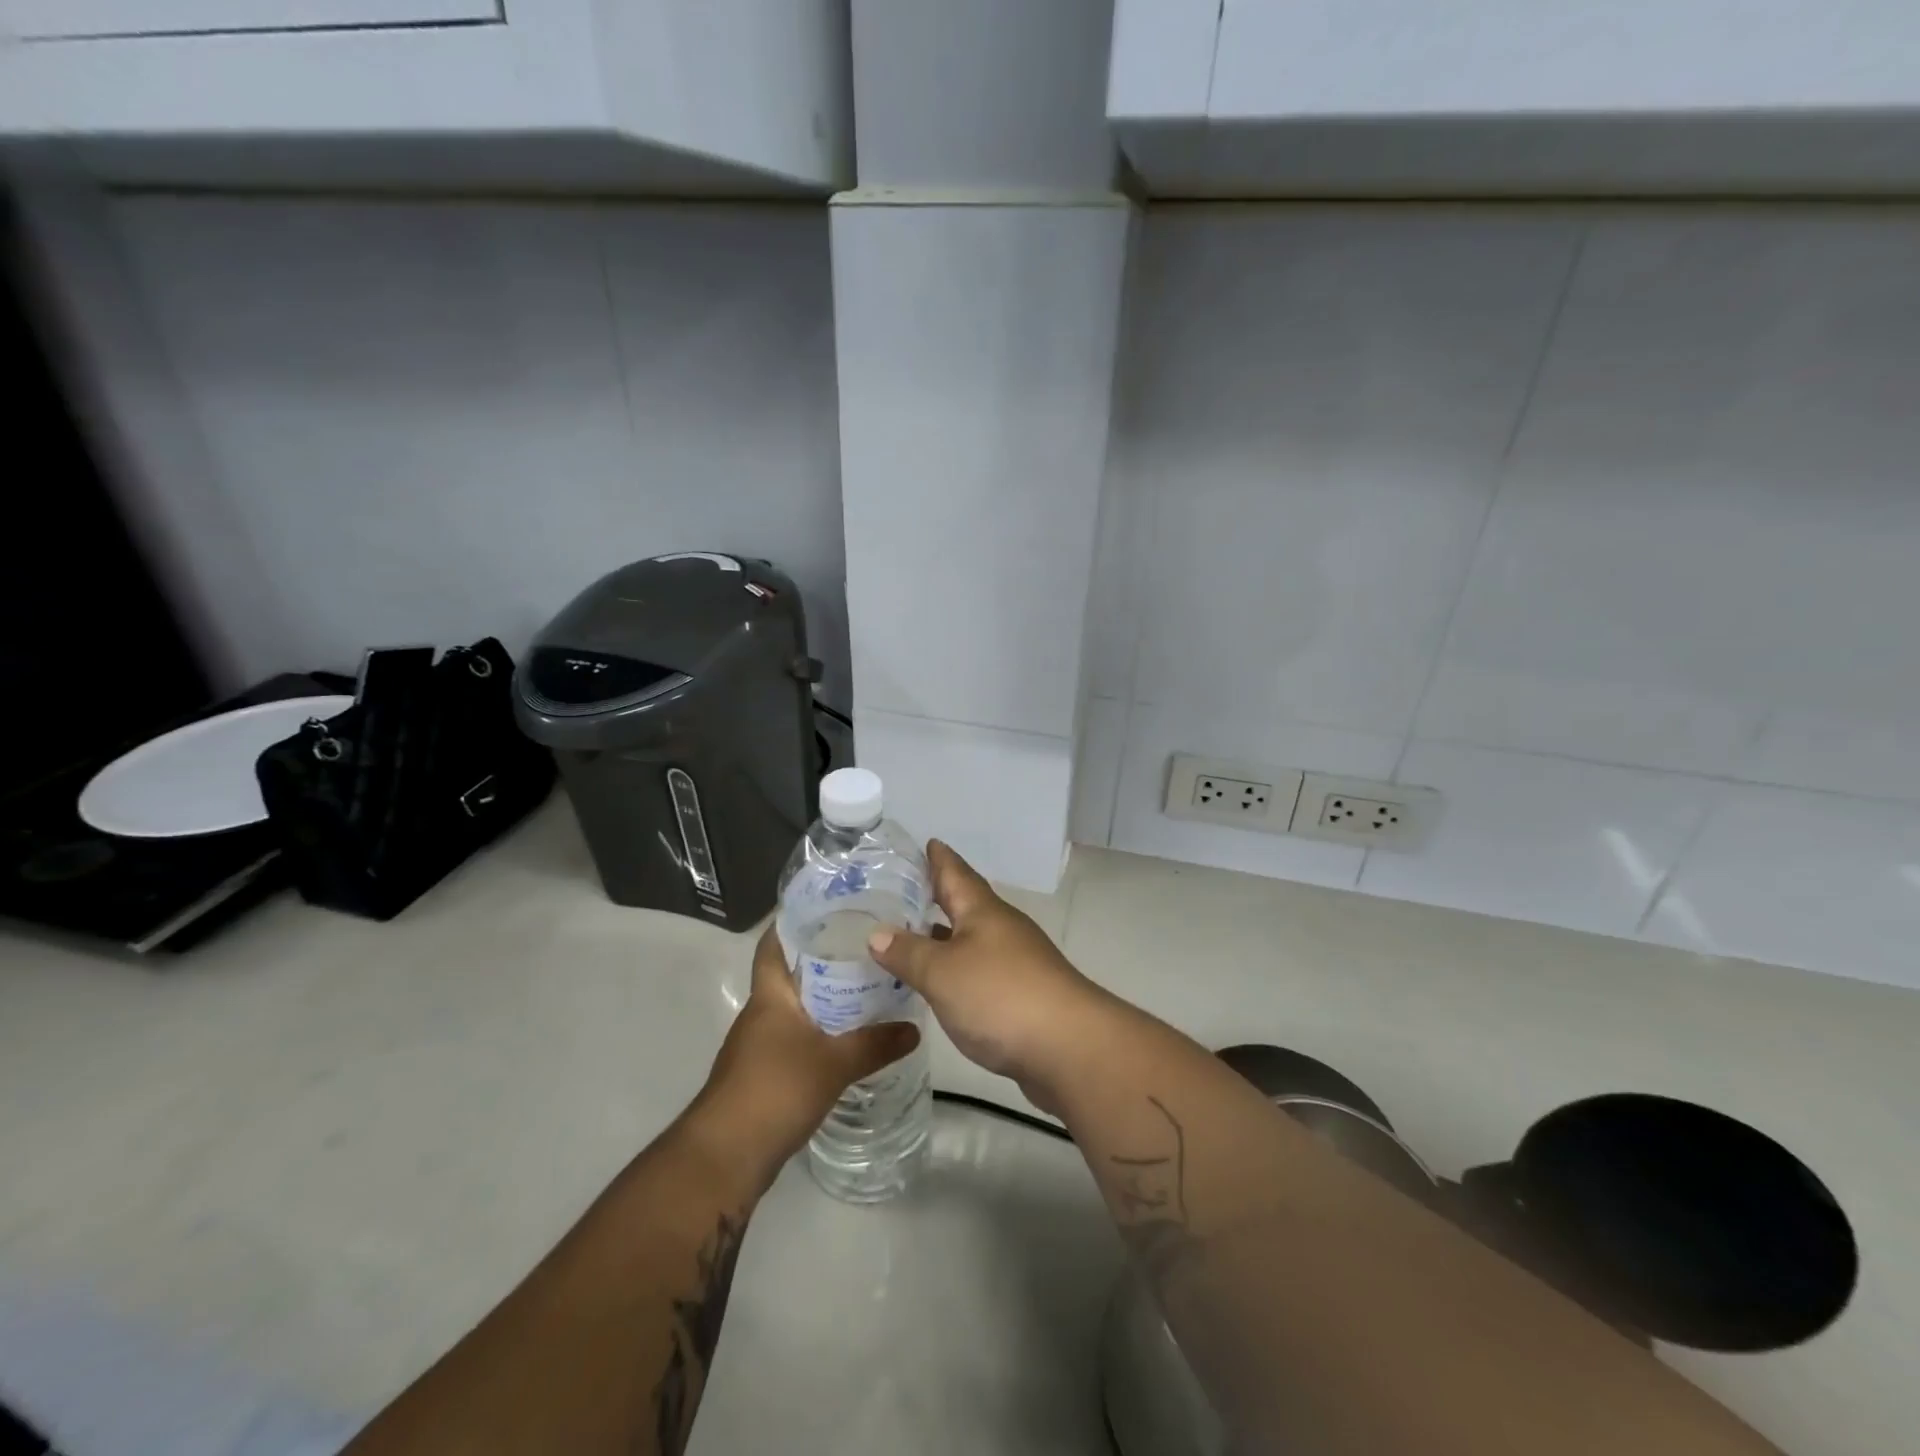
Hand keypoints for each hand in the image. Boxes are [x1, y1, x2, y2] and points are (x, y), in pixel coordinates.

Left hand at [700, 926, 919, 1178]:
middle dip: (824, 957)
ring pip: (797, 1006)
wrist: (725, 1157)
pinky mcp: (765, 1072)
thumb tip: (915, 1028)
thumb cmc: (774, 1090)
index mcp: (770, 995)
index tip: (829, 905)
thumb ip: (876, 1044)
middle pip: (792, 972)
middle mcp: (762, 1012)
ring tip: (867, 984)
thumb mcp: (834, 1064)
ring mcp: (760, 1044)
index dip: (795, 920)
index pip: (775, 944)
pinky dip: (822, 1028)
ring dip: (825, 995)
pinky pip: (798, 1036)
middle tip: (867, 943)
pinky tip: (850, 1035)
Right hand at [866, 841, 1108, 1108]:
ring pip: (971, 939)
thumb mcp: (942, 972)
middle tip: (901, 891)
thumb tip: (876, 933)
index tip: (925, 842)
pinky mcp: (1020, 995)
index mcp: (983, 911)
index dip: (939, 858)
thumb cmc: (1001, 996)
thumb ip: (907, 953)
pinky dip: (954, 970)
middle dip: (937, 896)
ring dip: (943, 937)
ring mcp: (1016, 962)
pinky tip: (938, 984)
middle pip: (965, 904)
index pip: (956, 872)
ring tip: (908, 937)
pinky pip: (978, 971)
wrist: (1069, 1047)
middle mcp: (1001, 929)